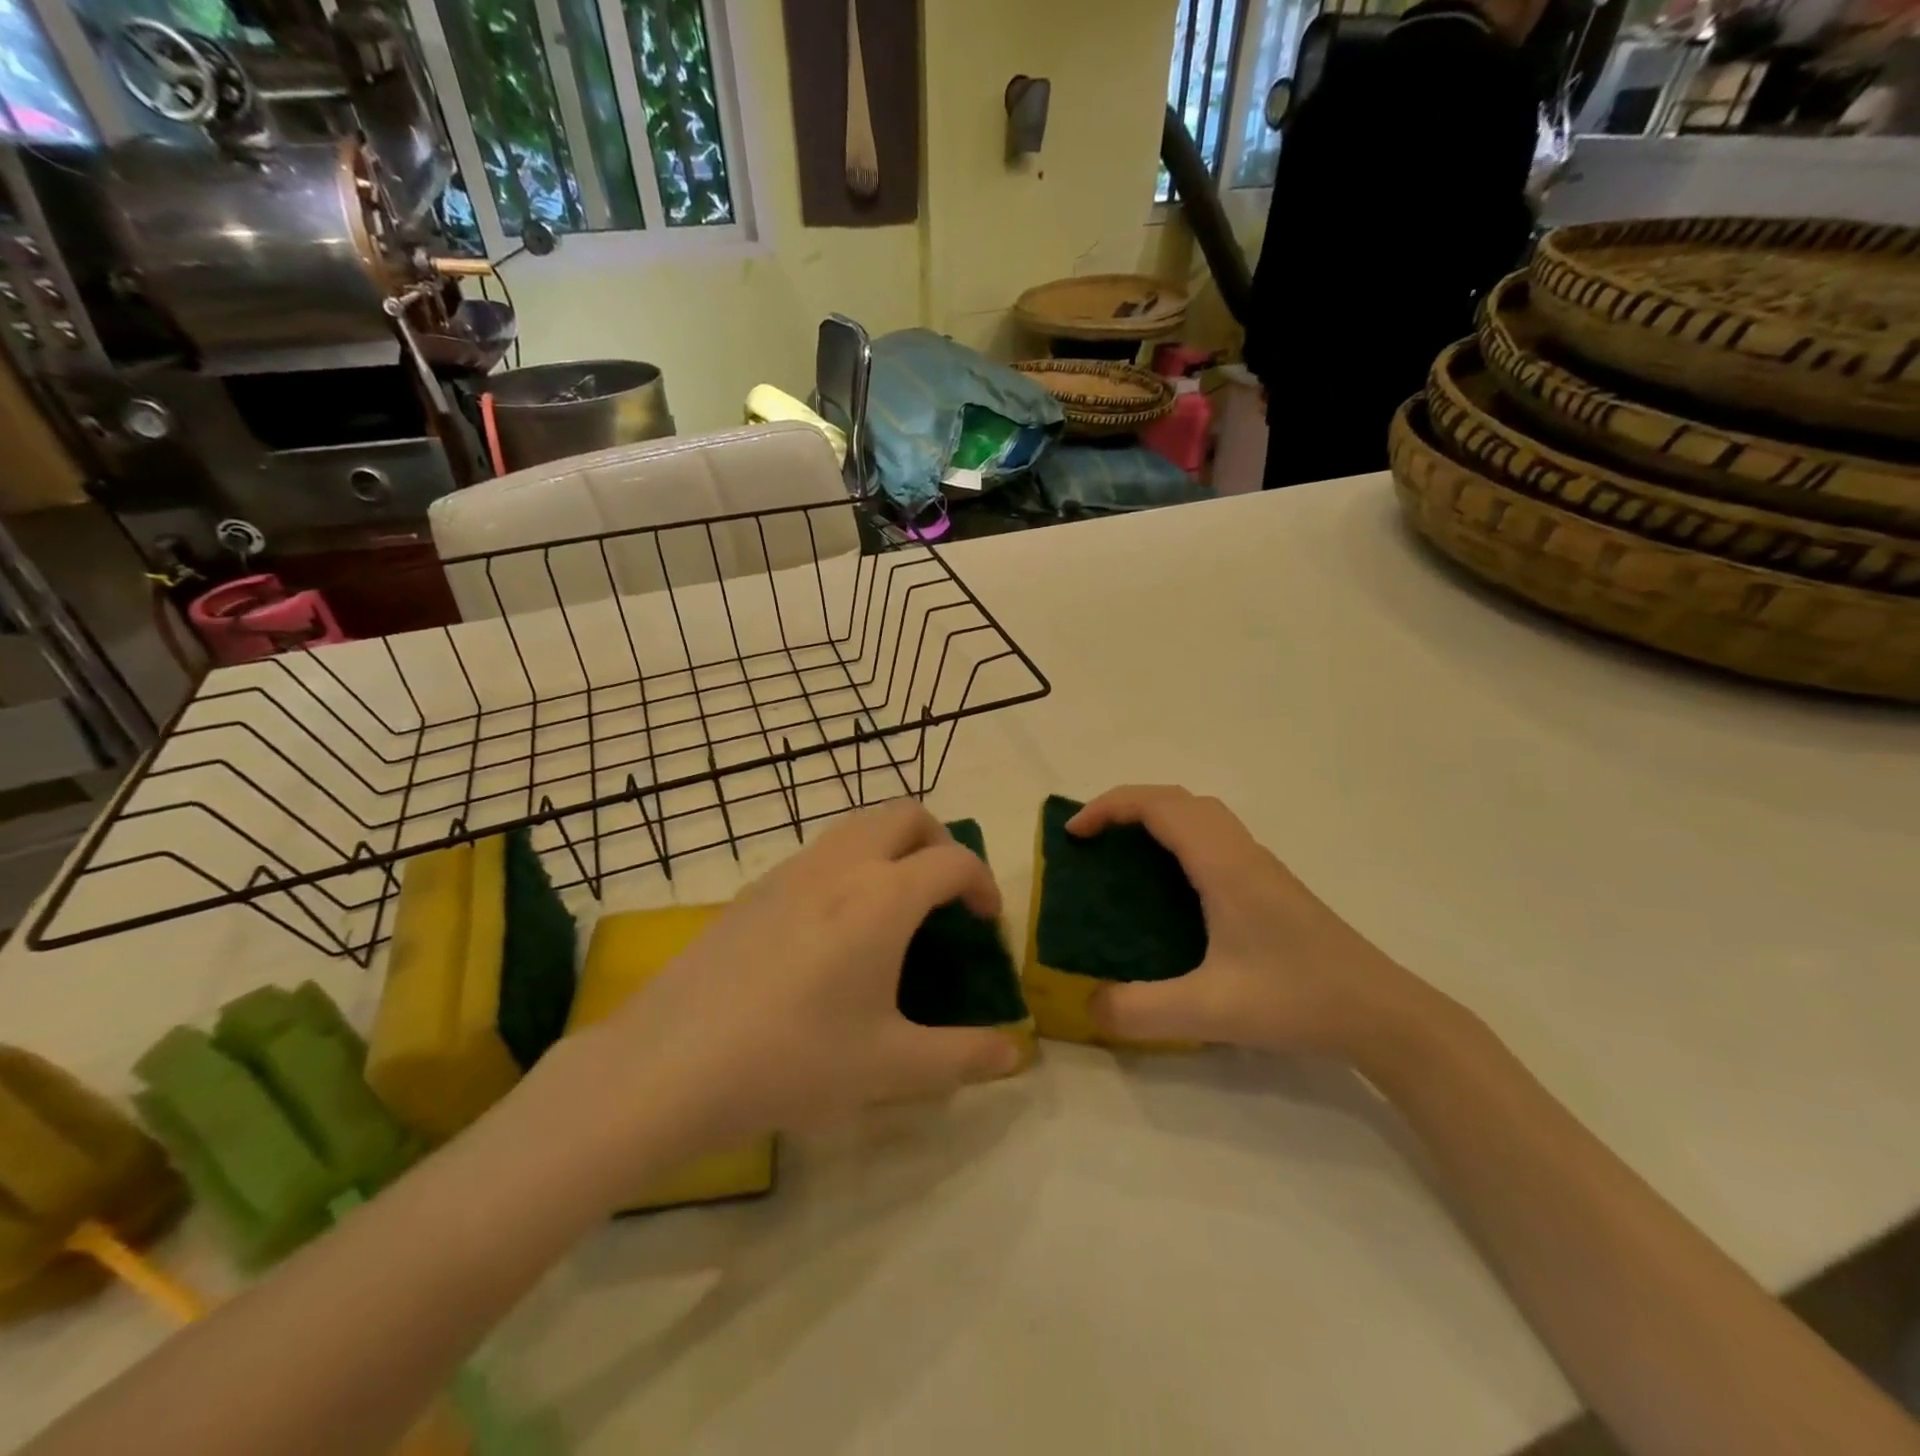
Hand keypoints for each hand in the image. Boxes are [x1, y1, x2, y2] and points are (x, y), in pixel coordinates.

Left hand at [590, 801, 1022, 1150]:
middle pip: (907, 815)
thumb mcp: (890, 1067)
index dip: (983, 883)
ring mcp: (792, 869)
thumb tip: (1015, 1052)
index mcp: (885, 897)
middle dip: (940, 842)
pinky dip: (850, 863)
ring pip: (859, 824)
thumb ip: (963, 1056)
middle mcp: (842, 865)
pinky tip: (834, 928)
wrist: (672, 1063)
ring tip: (894, 905)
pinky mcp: (755, 887)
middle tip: (945, 896)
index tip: (985, 922)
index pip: (954, 860)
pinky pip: (820, 851)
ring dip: (893, 846)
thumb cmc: (794, 1059)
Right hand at [1069, 786, 1435, 1057]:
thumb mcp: (1211, 1011)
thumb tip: (1087, 1005)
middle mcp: (1241, 852)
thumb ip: (1141, 1011)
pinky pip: (1213, 838)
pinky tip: (1171, 888)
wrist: (1384, 1014)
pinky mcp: (1270, 886)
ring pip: (1200, 815)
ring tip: (1123, 855)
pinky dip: (1178, 838)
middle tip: (1092, 839)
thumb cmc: (1299, 999)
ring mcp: (1259, 867)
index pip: (1159, 806)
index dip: (1109, 807)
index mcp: (1224, 865)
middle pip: (1178, 799)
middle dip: (1127, 806)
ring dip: (1156, 818)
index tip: (1074, 836)